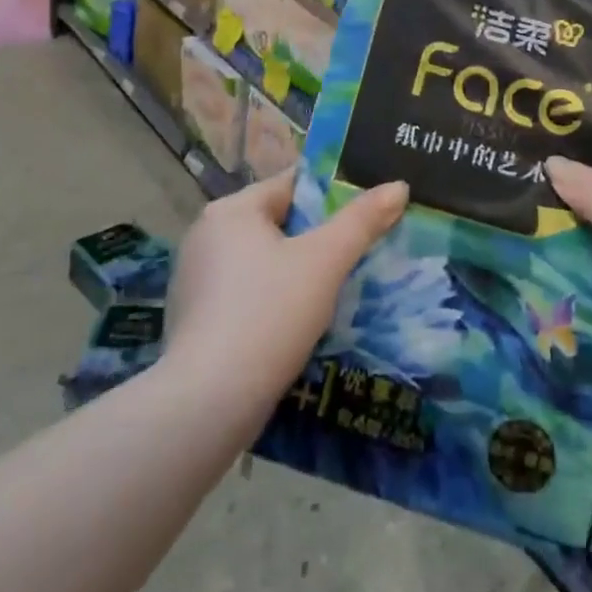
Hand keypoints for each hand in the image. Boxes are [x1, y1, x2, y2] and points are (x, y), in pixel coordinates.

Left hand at [162, 169, 408, 411]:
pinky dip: (271, 302)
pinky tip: (296, 325)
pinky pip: (245, 295)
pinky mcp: (193, 321)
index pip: (291, 185)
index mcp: (231, 210)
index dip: (332, 194)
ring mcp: (194, 281)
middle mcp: (205, 236)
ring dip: (295, 272)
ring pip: (262, 262)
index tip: (366, 212)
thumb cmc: (268, 314)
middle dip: (316, 238)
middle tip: (357, 254)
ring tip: (334, 291)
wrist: (206, 405)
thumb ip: (362, 220)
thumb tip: (398, 186)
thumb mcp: (325, 261)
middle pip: (277, 223)